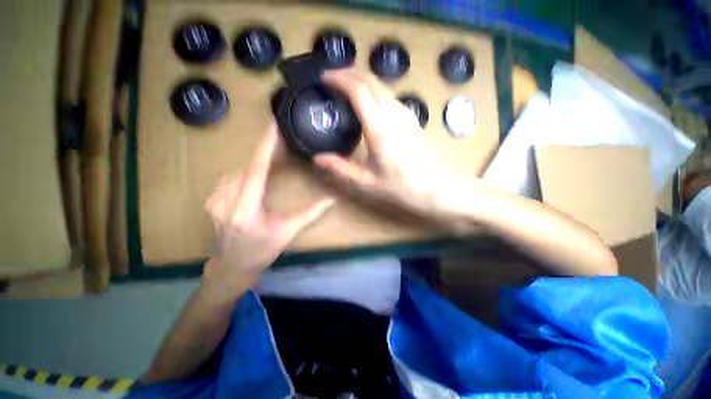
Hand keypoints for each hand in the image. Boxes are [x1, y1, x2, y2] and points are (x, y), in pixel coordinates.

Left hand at [203, 122, 334, 298]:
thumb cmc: (261, 251)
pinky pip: (229, 179)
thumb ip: (310, 213)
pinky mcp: (209, 201)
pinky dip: (244, 176)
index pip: (256, 169)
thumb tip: (331, 200)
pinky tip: (253, 184)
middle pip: (247, 167)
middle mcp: (225, 200)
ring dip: (255, 168)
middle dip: (264, 157)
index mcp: (246, 209)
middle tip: (281, 151)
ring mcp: (213, 200)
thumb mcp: (287, 232)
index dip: (265, 146)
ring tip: (270, 171)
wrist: (230, 268)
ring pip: (237, 172)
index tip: (272, 125)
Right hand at [315, 70, 479, 227]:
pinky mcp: (412, 118)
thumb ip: (340, 168)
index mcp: (379, 129)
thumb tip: (317, 158)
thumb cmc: (400, 187)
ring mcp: (406, 114)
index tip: (324, 78)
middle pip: (371, 81)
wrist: (434, 188)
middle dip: (349, 73)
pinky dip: (374, 89)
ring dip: (362, 79)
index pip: (358, 91)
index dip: (339, 79)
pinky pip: (390, 95)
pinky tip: (367, 100)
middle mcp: (394, 114)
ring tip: (345, 86)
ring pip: (382, 85)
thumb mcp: (365, 181)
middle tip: (331, 78)